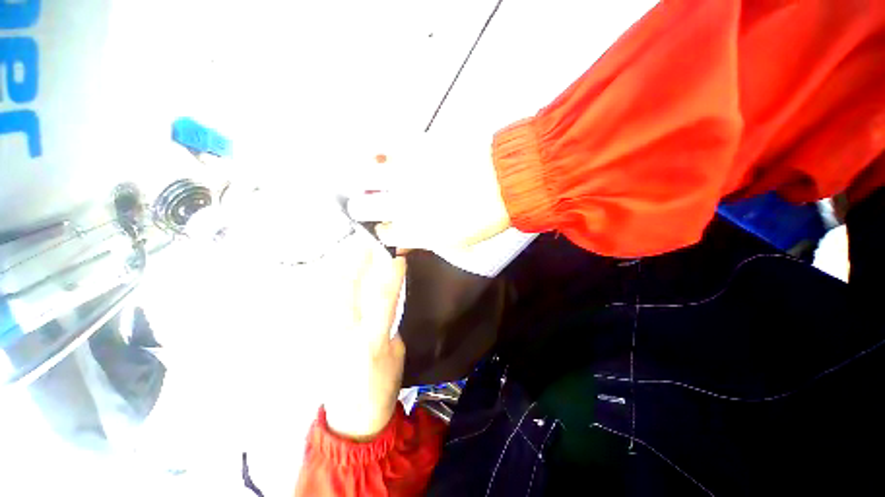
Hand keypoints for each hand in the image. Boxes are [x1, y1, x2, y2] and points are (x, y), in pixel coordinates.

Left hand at [320, 231, 407, 440]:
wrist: (353, 417)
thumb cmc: (383, 385)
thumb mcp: (397, 352)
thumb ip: (390, 320)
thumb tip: (388, 292)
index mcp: (372, 342)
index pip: (383, 298)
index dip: (391, 272)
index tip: (396, 253)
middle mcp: (344, 335)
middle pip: (346, 289)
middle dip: (357, 260)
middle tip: (368, 242)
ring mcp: (324, 336)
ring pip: (327, 292)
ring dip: (341, 265)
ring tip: (353, 249)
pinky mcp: (314, 338)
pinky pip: (319, 301)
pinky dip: (328, 281)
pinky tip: (336, 269)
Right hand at [346, 133, 511, 250]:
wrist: (508, 182)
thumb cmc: (487, 217)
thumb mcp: (455, 242)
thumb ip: (423, 242)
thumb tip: (403, 243)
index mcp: (415, 231)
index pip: (381, 234)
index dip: (382, 231)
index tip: (385, 226)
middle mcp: (404, 204)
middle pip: (362, 207)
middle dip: (363, 208)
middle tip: (370, 205)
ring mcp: (407, 173)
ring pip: (362, 176)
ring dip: (362, 181)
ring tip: (368, 180)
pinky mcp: (416, 146)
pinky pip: (381, 142)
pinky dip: (374, 149)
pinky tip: (379, 155)